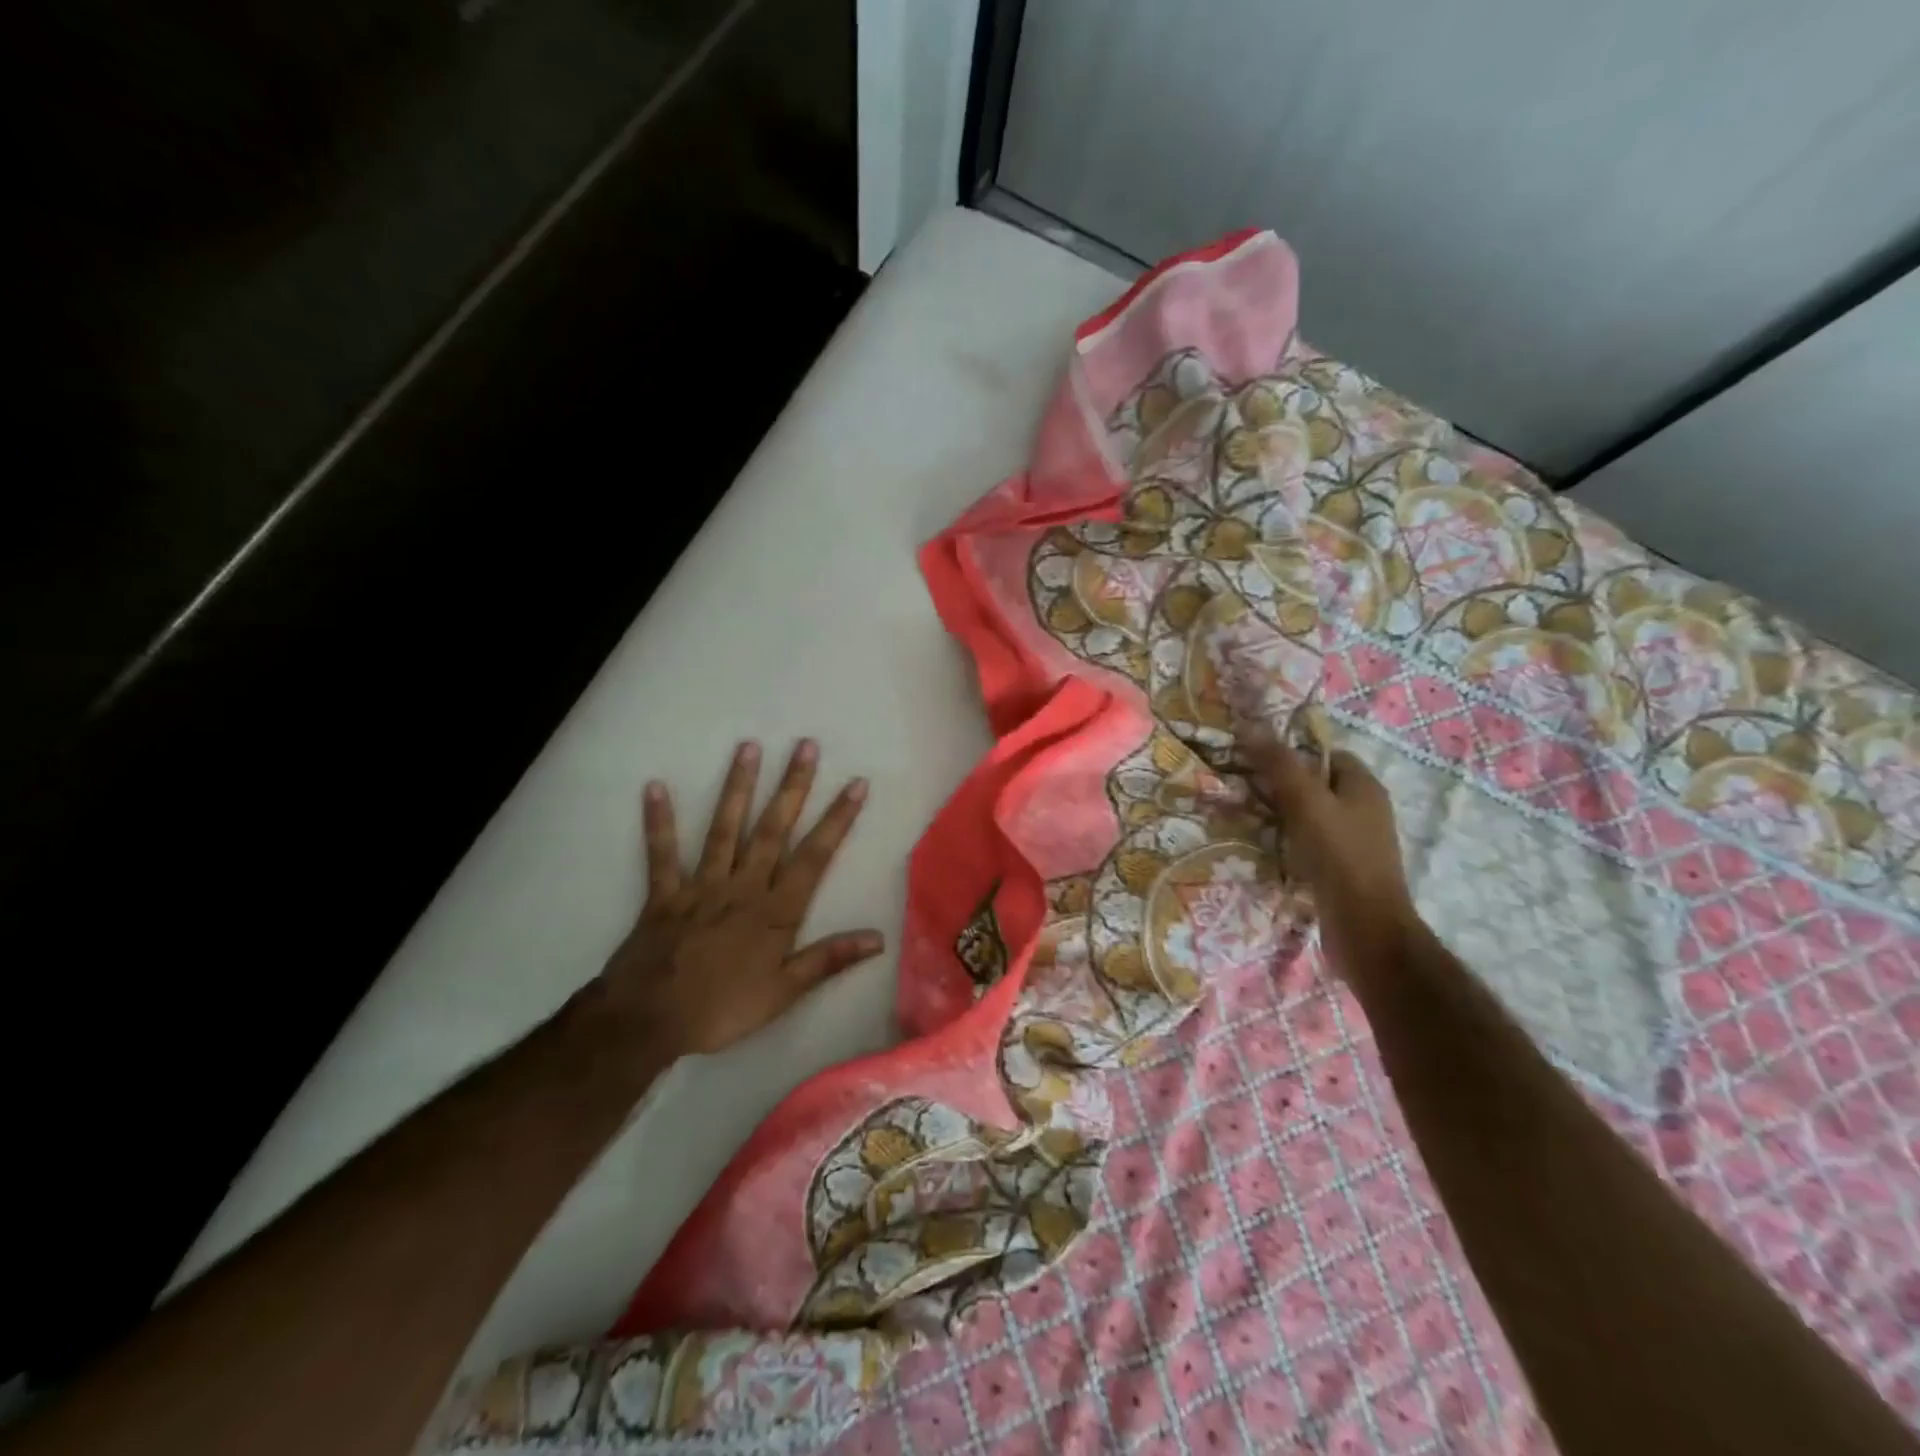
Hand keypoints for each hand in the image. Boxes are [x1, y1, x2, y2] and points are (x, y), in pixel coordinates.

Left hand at [599, 740, 882, 1056]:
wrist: (649, 1020)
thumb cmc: (723, 1008)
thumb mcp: (784, 992)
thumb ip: (829, 959)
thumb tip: (879, 938)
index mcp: (775, 909)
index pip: (815, 855)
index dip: (838, 818)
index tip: (856, 783)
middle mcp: (743, 886)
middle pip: (773, 829)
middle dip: (793, 786)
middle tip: (806, 746)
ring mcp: (701, 885)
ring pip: (725, 829)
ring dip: (738, 788)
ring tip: (748, 747)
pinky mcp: (665, 893)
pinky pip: (662, 853)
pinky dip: (659, 821)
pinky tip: (655, 786)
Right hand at [1245, 738, 1414, 936]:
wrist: (1365, 927)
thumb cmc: (1339, 856)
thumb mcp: (1305, 802)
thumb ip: (1278, 764)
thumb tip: (1249, 724)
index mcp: (1364, 786)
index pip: (1325, 753)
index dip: (1291, 752)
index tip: (1254, 758)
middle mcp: (1364, 809)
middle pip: (1315, 784)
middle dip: (1279, 785)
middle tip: (1241, 787)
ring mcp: (1355, 841)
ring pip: (1310, 816)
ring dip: (1280, 816)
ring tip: (1245, 817)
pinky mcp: (1343, 869)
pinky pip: (1310, 843)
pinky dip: (1288, 843)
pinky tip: (1265, 849)